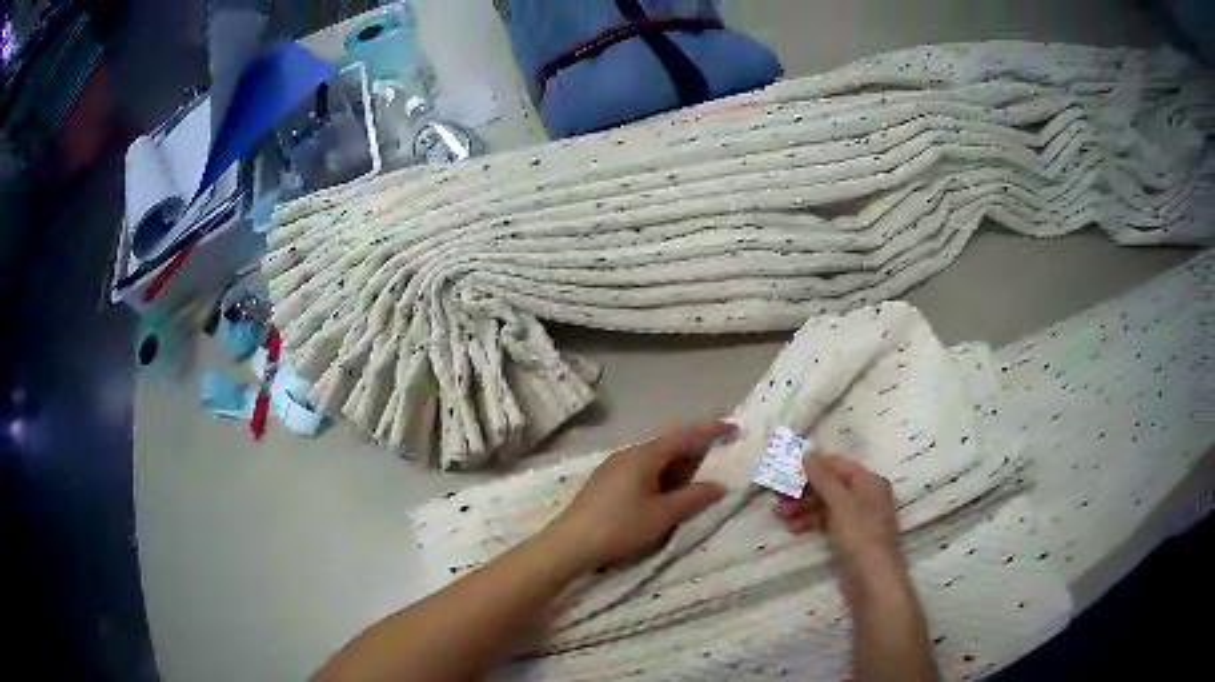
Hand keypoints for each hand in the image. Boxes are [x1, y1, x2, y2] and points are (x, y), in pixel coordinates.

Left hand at [546, 420, 737, 570]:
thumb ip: (693, 497)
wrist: (571, 542)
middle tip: (718, 463)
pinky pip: (642, 470)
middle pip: (669, 445)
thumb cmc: (620, 526)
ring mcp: (615, 466)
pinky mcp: (607, 481)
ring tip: (696, 483)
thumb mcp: (662, 514)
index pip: (685, 436)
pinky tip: (666, 495)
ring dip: (678, 468)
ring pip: (655, 459)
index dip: (710, 431)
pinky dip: (661, 477)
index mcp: (645, 455)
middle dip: (694, 453)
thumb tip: (718, 486)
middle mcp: (630, 453)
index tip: (732, 428)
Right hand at [772, 453, 909, 602]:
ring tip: (779, 516)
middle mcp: (865, 496)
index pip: (838, 465)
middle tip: (777, 497)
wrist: (871, 579)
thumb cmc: (859, 535)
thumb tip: (808, 453)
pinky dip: (810, 522)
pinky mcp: (849, 538)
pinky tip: (793, 529)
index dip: (813, 466)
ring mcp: (857, 518)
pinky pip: (827, 522)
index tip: (785, 470)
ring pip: (826, 505)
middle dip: (803, 490)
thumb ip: (823, 478)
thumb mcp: (840, 503)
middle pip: (831, 485)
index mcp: (869, 482)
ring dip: (802, 507)